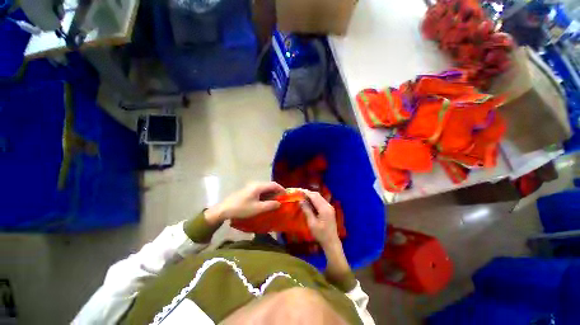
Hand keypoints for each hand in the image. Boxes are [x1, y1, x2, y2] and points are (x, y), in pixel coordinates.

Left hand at [205, 182, 284, 224]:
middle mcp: (256, 184)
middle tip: (282, 200)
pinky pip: (261, 191)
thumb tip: (279, 203)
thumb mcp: (257, 208)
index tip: (287, 196)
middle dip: (277, 192)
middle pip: (270, 186)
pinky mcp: (248, 191)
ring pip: (265, 188)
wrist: (224, 209)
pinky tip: (266, 202)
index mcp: (258, 186)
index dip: (281, 189)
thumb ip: (270, 205)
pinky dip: (266, 196)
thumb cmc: (241, 208)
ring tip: (276, 202)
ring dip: (271, 194)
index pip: (274, 185)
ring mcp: (251, 187)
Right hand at [301, 189, 339, 247]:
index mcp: (324, 208)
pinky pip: (321, 201)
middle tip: (299, 192)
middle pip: (317, 195)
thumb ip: (307, 210)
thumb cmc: (320, 234)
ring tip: (302, 196)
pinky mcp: (329, 209)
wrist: (331, 242)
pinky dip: (314, 199)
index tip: (298, 190)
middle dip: (308, 193)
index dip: (306, 192)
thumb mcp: (311, 223)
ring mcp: (330, 207)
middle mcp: (328, 205)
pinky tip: (309, 202)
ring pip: (319, 197)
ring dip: (311, 195)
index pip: (314, 196)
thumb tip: (301, 200)